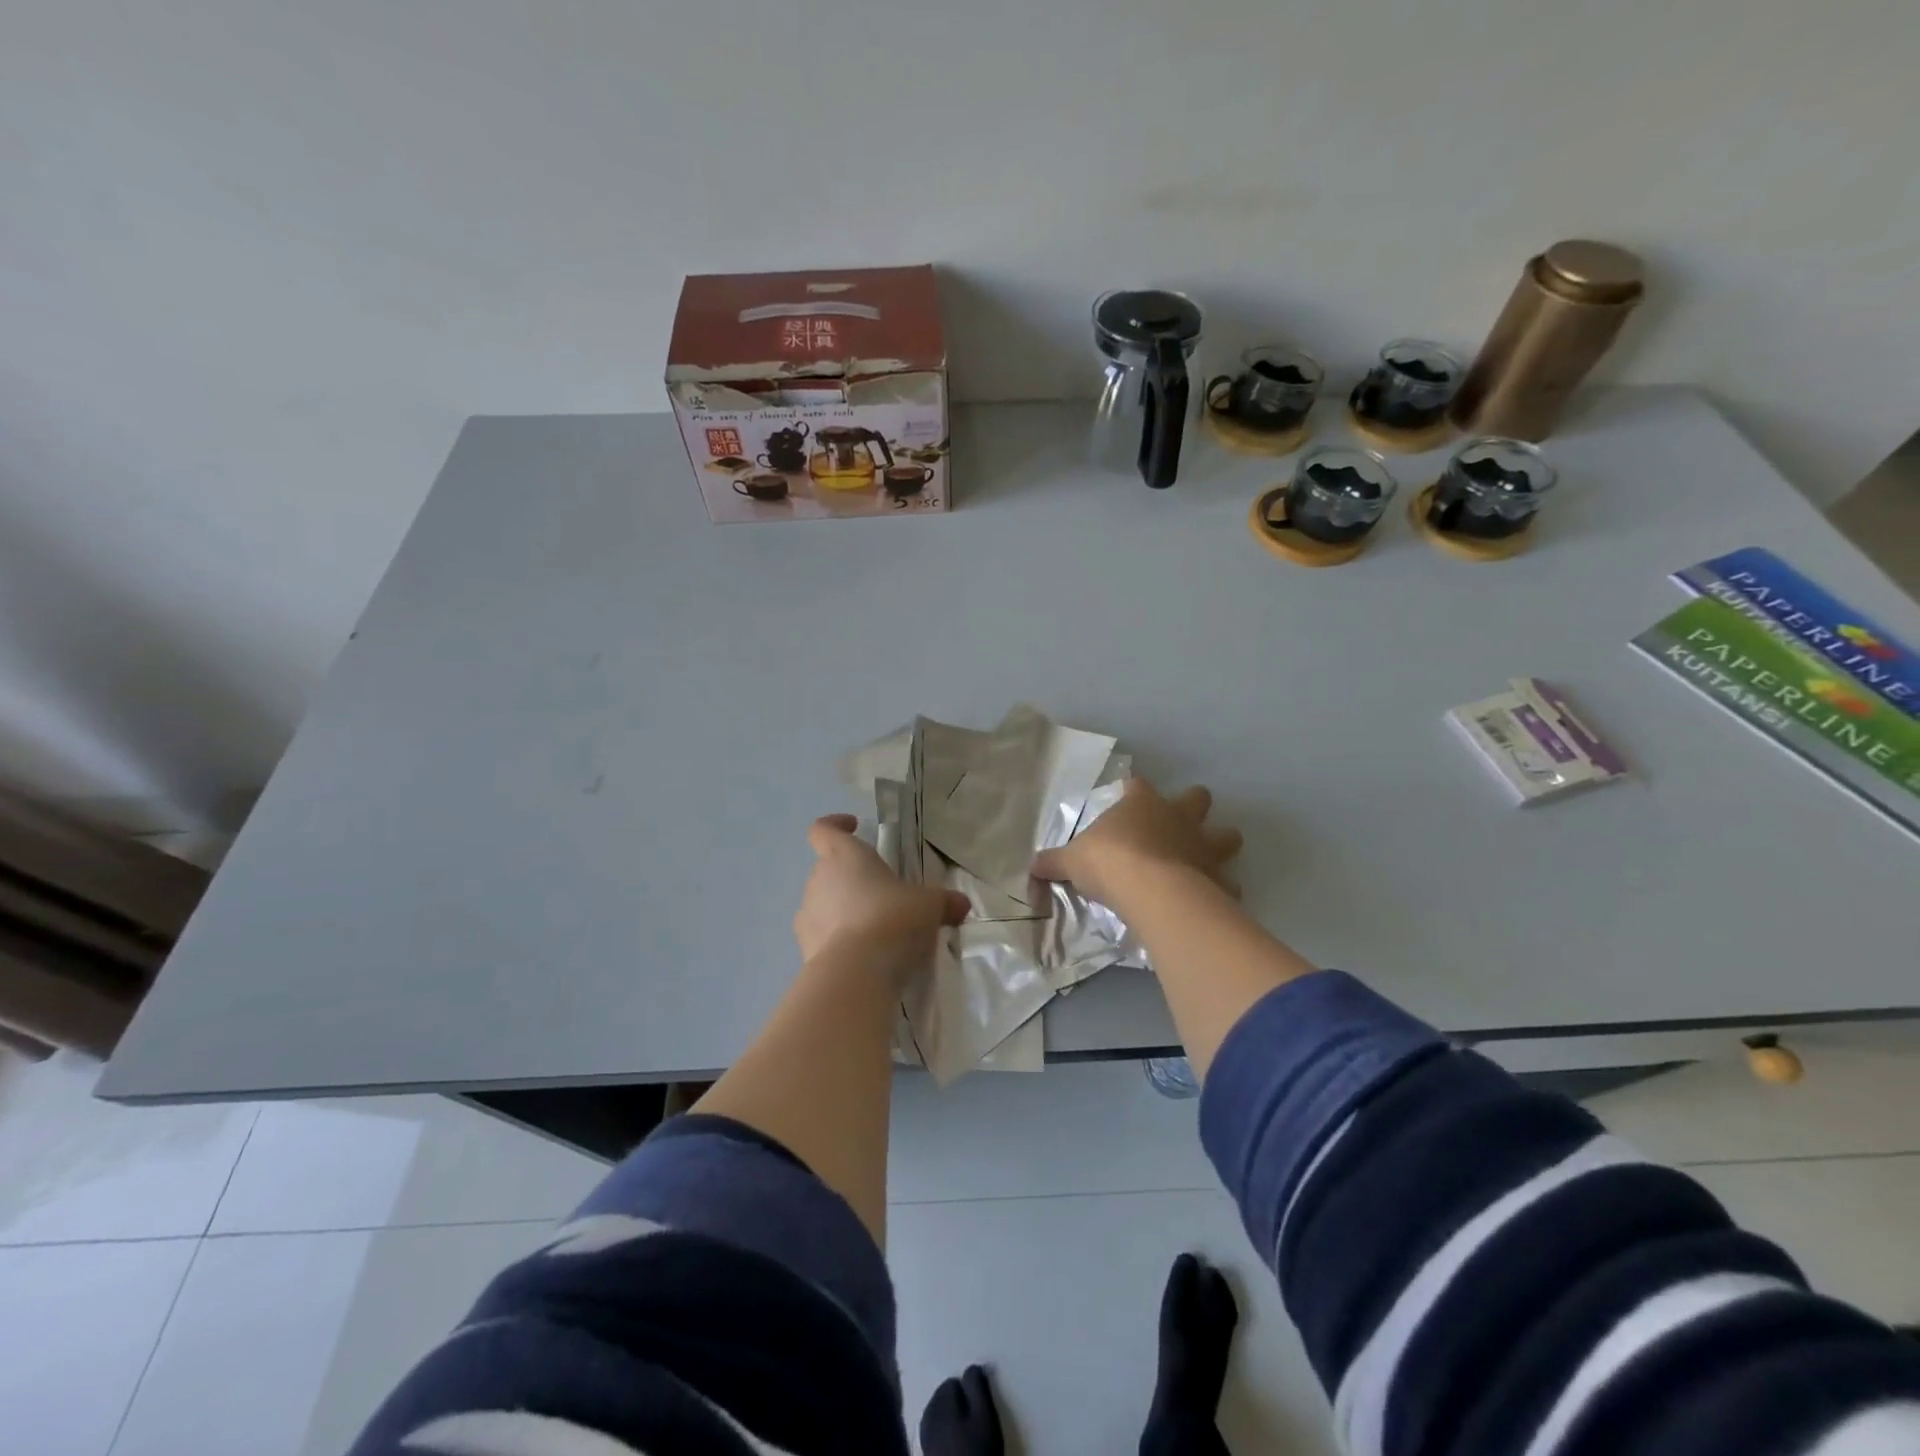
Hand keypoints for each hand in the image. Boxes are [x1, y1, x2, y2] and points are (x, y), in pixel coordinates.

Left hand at [793, 814, 969, 974]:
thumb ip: (944, 902)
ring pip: (823, 904)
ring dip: (843, 911)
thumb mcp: (929, 906)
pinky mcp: (804, 949)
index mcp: (843, 856)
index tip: (853, 827)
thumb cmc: (892, 919)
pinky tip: (864, 956)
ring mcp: (806, 916)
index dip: (836, 825)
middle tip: (882, 893)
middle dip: (851, 878)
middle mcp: (817, 880)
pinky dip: (839, 941)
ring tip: (874, 930)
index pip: (823, 830)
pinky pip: (822, 937)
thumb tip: (960, 904)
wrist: (857, 973)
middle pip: (828, 869)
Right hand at [1029, 779, 1241, 909]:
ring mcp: (1203, 846)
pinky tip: (1212, 899)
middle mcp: (1178, 817)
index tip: (1128, 797)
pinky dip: (1223, 890)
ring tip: (1208, 860)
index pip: (1138, 785)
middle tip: (1182, 823)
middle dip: (1194, 806)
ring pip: (1227, 836)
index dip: (1133, 790)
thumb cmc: (1108, 862)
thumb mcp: (1071, 861)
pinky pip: (1228, 883)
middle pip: (1197, 798)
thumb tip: (1031, 866)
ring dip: (1221, 844)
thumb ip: (1054, 862)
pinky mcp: (1218, 878)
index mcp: (1142, 803)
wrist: (1150, 890)